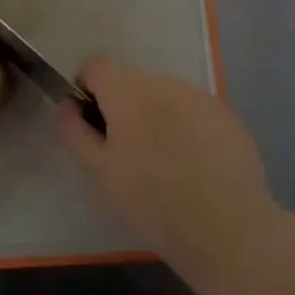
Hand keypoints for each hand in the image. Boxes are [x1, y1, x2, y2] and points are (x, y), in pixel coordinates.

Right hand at [55, 57, 277, 280]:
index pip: (96, 65)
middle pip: (132, 82)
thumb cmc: (151, 201)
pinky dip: (186, 128)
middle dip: (123, 107)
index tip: (92, 124)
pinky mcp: (228, 116)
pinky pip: (194, 111)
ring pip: (164, 96)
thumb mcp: (98, 172)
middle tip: (127, 153)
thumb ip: (74, 130)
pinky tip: (194, 166)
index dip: (87, 89)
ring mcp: (201, 97)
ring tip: (164, 163)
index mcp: (129, 92)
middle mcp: (165, 83)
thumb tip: (66, 104)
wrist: (227, 229)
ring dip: (156, 116)